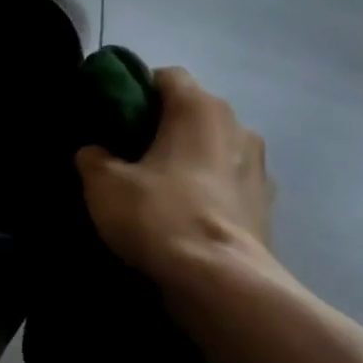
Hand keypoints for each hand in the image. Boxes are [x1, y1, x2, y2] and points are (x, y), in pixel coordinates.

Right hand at [75, 66, 273, 285]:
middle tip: (129, 153)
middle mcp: (238, 126)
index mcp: (199, 107)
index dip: (136, 90)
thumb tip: (96, 152)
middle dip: (163, 127)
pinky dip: (208, 192)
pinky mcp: (269, 208)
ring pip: (213, 149)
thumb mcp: (103, 182)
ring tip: (157, 188)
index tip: (114, 117)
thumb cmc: (160, 215)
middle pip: (192, 112)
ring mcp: (259, 168)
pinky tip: (183, 216)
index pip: (165, 76)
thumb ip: (93, 157)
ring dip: (189, 160)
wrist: (222, 285)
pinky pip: (228, 185)